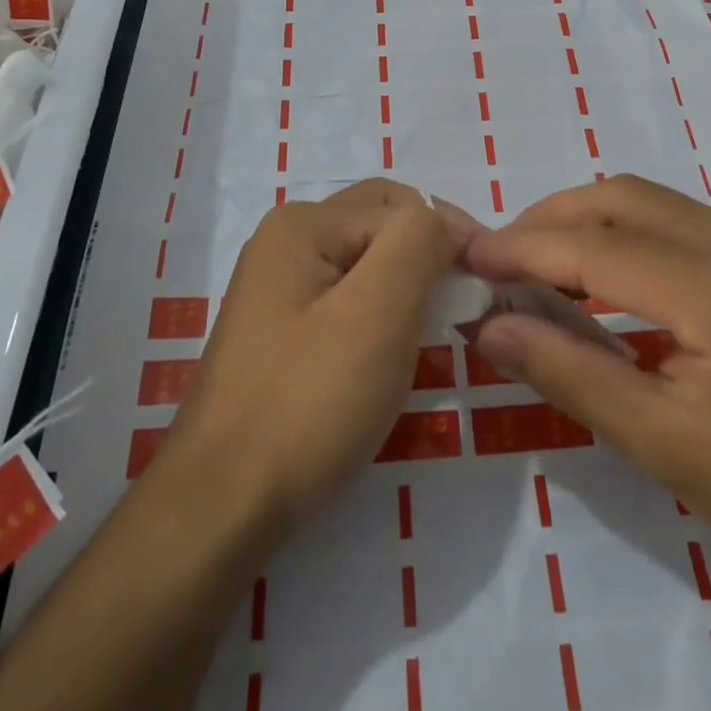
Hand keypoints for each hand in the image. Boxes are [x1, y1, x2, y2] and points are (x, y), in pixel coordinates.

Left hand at [163, 179, 466, 535]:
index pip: (401, 205)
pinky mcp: (281, 331)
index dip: (450, 236)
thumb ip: (416, 242)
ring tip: (432, 335)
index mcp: (303, 224)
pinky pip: (345, 301)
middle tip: (463, 309)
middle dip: (427, 258)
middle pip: (380, 227)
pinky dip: (380, 317)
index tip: (489, 285)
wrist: (222, 506)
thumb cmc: (308, 402)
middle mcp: (285, 242)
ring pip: (366, 266)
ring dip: (406, 290)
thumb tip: (442, 221)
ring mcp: (278, 288)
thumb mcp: (377, 311)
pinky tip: (390, 356)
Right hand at [465, 175, 710, 595]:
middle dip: (551, 217)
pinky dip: (625, 232)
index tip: (470, 256)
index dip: (526, 248)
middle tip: (500, 255)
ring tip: (538, 260)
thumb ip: (570, 374)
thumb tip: (491, 327)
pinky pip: (678, 219)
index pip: (601, 250)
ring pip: (651, 201)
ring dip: (586, 219)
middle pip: (625, 198)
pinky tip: (603, 271)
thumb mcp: (664, 446)